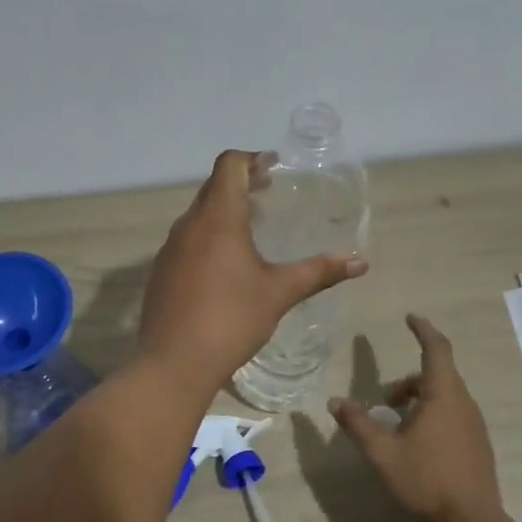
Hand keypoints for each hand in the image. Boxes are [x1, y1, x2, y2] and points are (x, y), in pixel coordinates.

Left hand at [139, 150, 367, 390]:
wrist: (173, 362)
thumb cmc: (231, 319)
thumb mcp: (279, 293)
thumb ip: (318, 272)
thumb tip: (360, 262)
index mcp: (218, 219)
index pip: (229, 165)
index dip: (252, 158)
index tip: (274, 167)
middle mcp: (189, 225)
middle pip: (213, 187)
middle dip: (241, 183)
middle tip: (268, 193)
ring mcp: (170, 249)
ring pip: (197, 215)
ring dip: (223, 211)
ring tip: (251, 228)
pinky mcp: (161, 272)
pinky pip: (186, 241)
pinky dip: (207, 237)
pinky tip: (224, 265)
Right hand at [331, 315, 503, 521]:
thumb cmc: (425, 480)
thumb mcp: (382, 452)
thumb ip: (358, 423)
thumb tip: (335, 401)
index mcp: (443, 396)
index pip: (436, 349)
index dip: (423, 330)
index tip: (410, 318)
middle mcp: (463, 404)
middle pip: (436, 376)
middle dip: (407, 381)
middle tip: (383, 402)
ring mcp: (474, 426)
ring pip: (444, 397)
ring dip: (418, 401)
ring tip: (394, 427)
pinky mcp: (477, 445)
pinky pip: (452, 415)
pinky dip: (431, 416)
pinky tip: (415, 446)